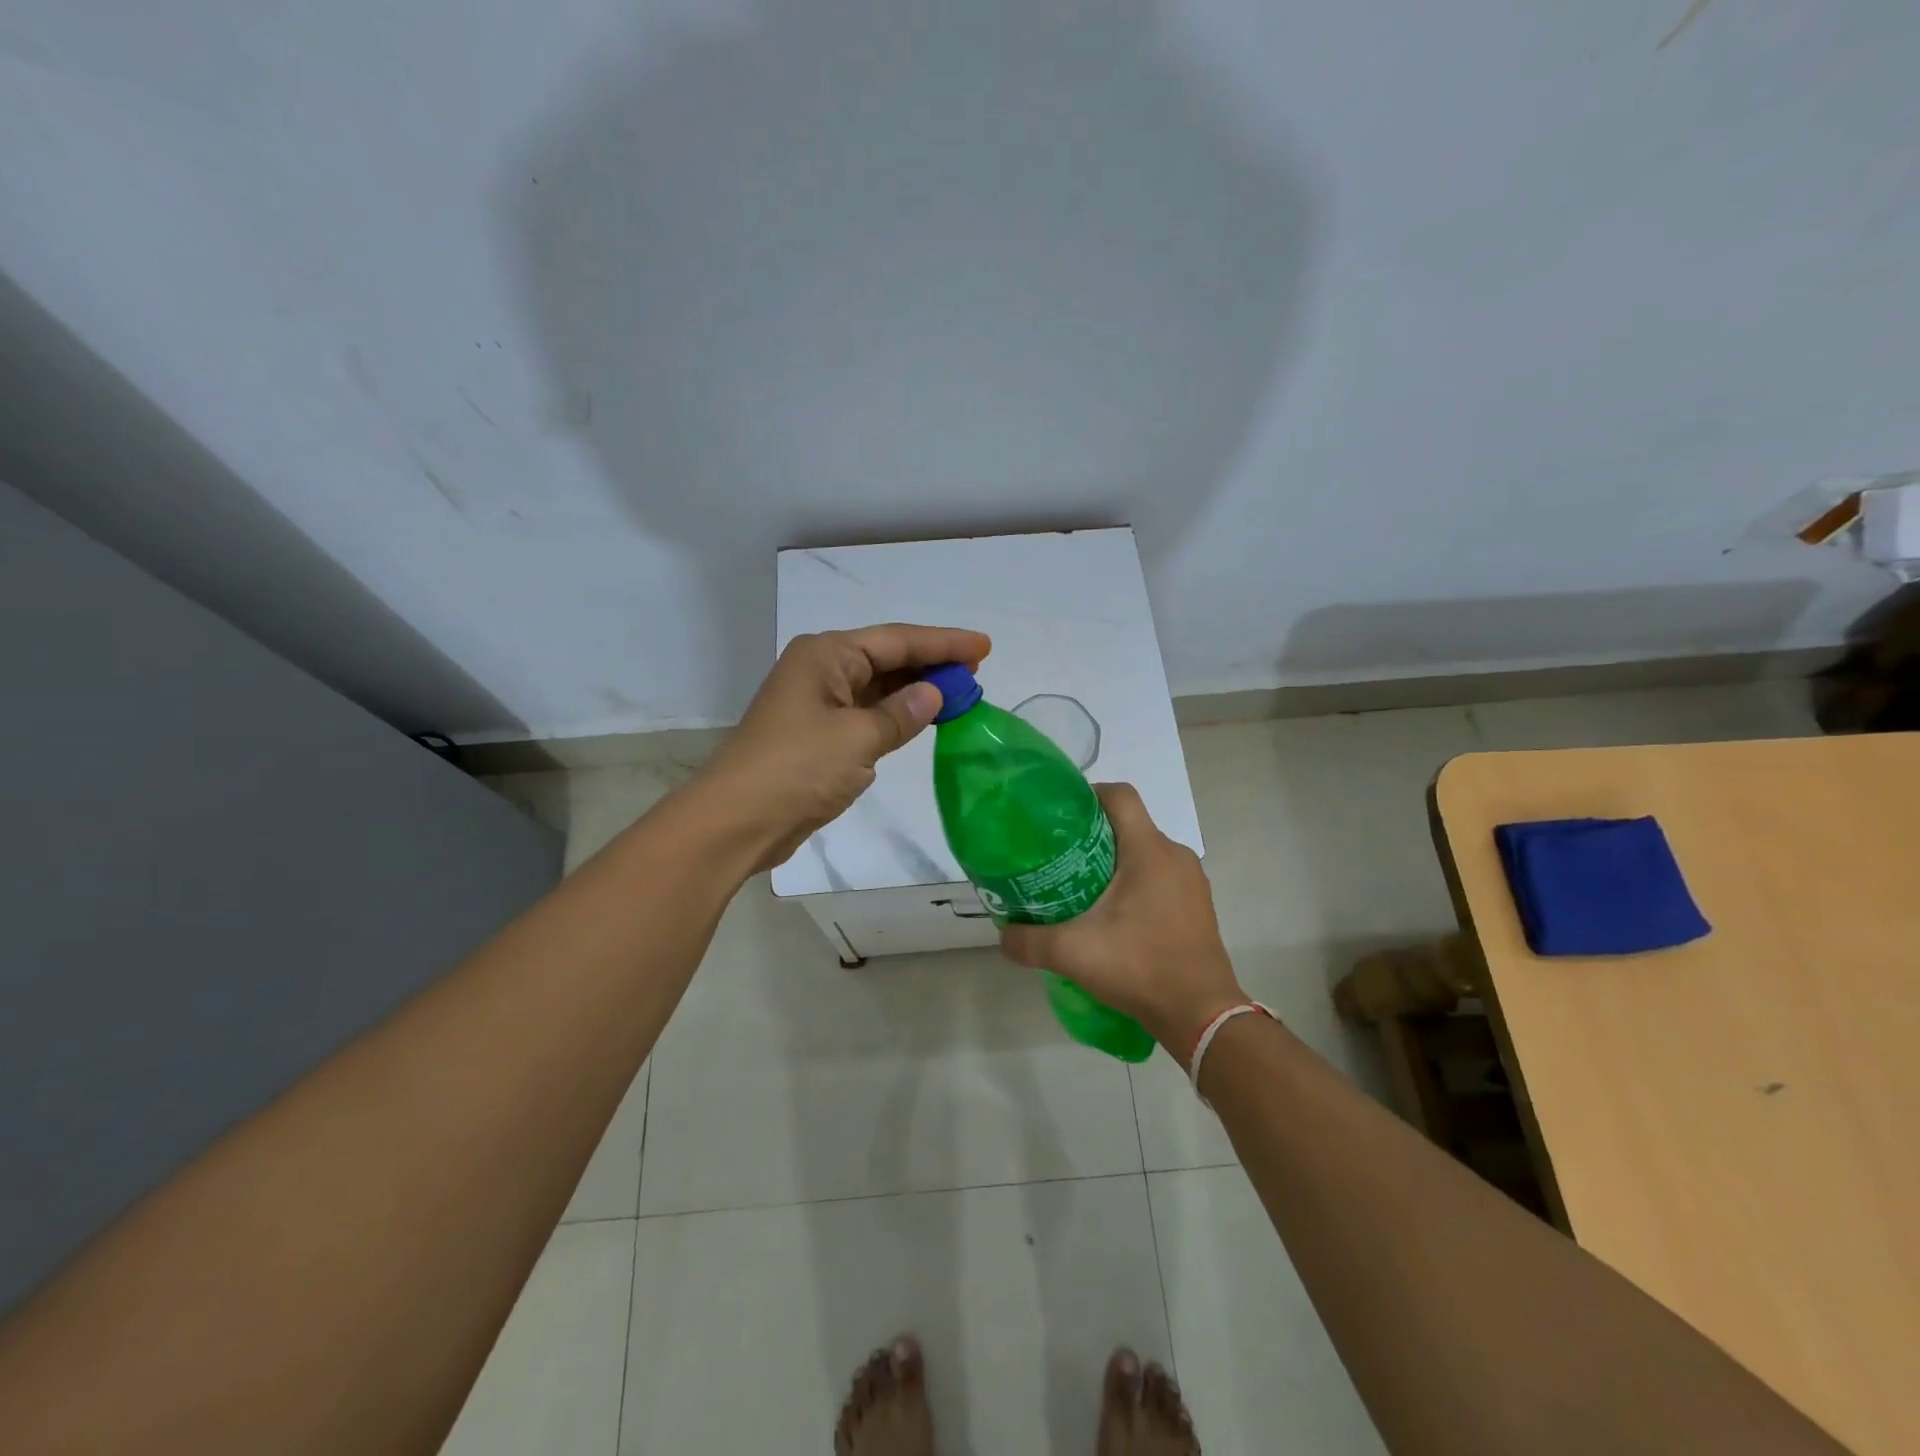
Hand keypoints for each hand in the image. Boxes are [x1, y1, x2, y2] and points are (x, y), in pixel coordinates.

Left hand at [699, 622, 990, 871]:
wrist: (737, 821)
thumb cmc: (797, 768)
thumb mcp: (858, 738)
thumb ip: (901, 714)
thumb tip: (934, 693)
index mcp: (826, 655)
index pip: (896, 640)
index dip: (943, 643)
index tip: (983, 647)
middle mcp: (822, 670)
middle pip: (887, 658)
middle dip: (931, 664)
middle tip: (977, 672)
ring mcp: (819, 704)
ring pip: (879, 688)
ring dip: (916, 691)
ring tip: (960, 693)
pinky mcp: (819, 736)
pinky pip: (868, 715)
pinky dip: (897, 717)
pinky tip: (924, 719)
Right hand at [999, 783, 1247, 1060]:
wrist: (1201, 1015)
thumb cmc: (1140, 967)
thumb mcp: (1073, 953)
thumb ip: (1029, 941)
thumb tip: (1002, 935)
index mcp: (1149, 850)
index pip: (1119, 796)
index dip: (1087, 794)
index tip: (1058, 815)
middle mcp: (1175, 855)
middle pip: (1129, 824)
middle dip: (1092, 834)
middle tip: (1058, 856)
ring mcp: (1191, 881)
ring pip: (1145, 852)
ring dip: (1113, 861)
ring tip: (1080, 886)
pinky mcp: (1197, 906)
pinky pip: (1160, 877)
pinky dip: (1135, 883)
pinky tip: (1113, 916)